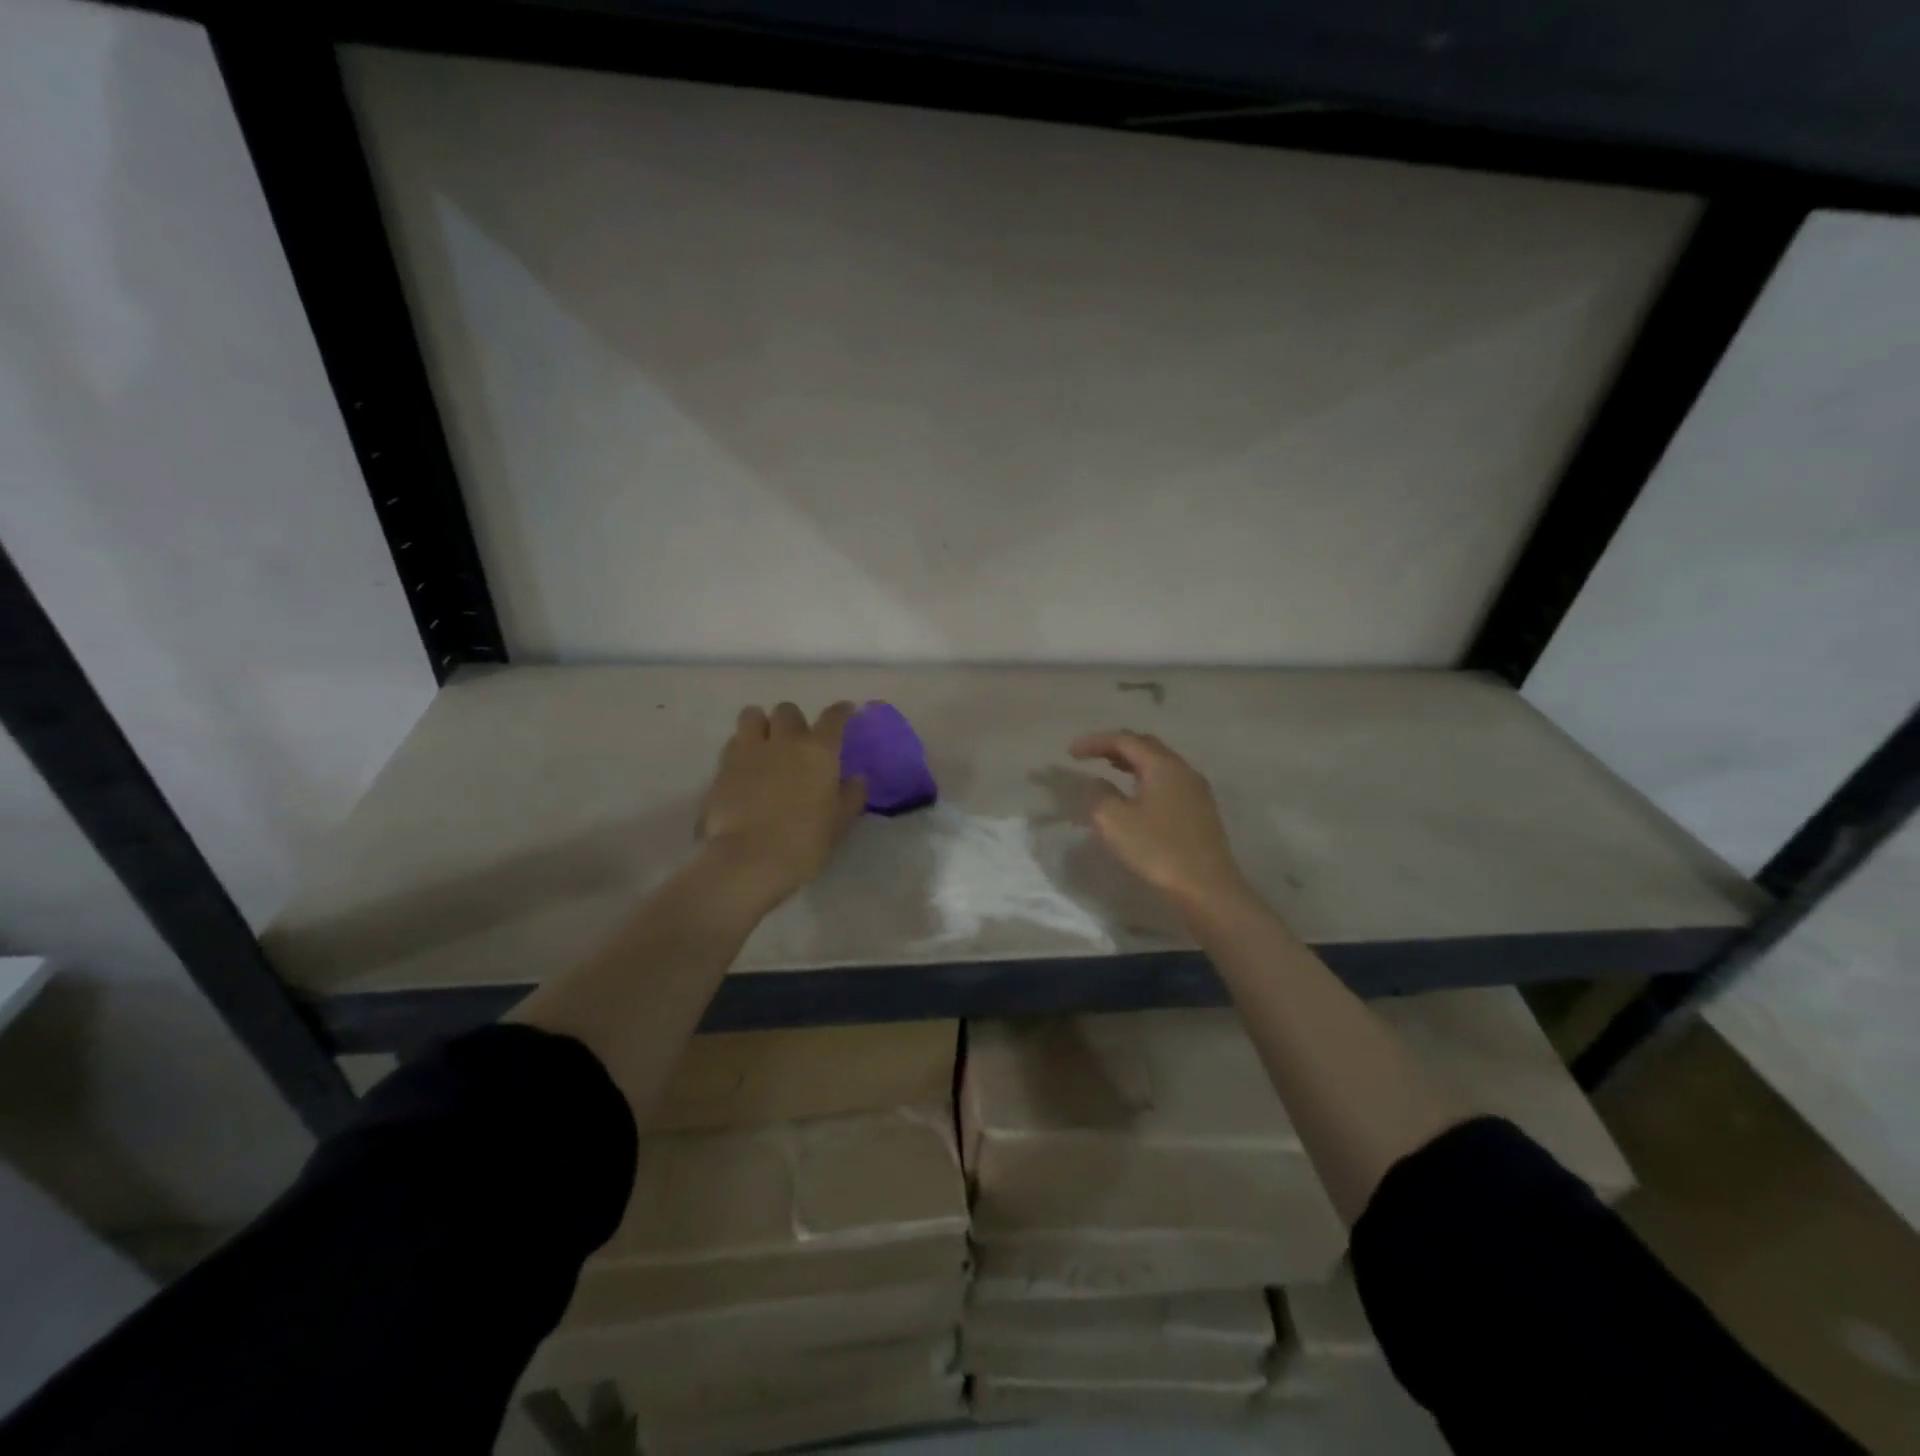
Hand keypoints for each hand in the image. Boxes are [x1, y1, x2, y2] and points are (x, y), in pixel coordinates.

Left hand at [701, 702, 865, 907]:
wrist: (751, 858)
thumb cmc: (805, 841)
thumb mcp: (839, 822)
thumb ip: (851, 796)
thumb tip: (858, 778)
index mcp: (819, 751)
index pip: (833, 718)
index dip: (841, 711)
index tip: (845, 711)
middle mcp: (785, 740)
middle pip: (788, 710)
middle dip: (794, 720)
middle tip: (797, 739)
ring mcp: (750, 750)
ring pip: (752, 715)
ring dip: (761, 723)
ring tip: (764, 741)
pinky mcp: (723, 766)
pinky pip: (733, 742)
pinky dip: (741, 746)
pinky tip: (745, 764)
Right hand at [1070, 730, 1249, 915]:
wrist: (1206, 888)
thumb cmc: (1157, 850)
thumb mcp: (1114, 821)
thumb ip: (1098, 794)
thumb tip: (1096, 783)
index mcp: (1163, 766)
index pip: (1125, 740)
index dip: (1095, 741)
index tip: (1071, 752)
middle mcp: (1183, 770)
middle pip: (1146, 746)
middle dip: (1116, 746)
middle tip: (1091, 755)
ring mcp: (1196, 790)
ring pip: (1160, 764)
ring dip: (1132, 762)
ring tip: (1110, 769)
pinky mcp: (1201, 811)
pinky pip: (1169, 781)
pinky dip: (1146, 778)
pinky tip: (1136, 795)